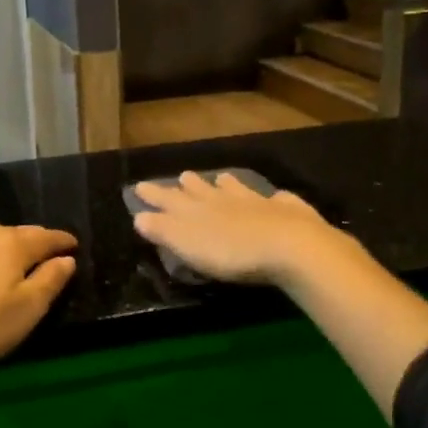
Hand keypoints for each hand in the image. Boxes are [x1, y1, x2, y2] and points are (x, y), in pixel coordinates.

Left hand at [0, 217, 77, 380]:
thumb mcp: (25, 312)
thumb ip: (50, 281)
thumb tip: (66, 258)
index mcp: (11, 244)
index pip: (45, 236)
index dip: (62, 242)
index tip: (72, 245)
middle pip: (13, 234)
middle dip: (29, 244)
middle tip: (38, 259)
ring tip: (0, 269)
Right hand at [130, 171, 346, 286]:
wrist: (288, 245)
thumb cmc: (230, 251)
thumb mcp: (187, 244)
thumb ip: (163, 230)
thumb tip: (139, 216)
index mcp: (197, 210)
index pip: (169, 200)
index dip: (154, 195)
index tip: (139, 186)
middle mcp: (225, 200)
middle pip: (203, 190)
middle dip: (190, 185)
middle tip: (183, 176)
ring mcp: (258, 202)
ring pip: (237, 189)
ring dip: (228, 185)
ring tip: (222, 178)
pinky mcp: (287, 212)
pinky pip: (278, 200)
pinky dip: (274, 198)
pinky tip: (277, 197)